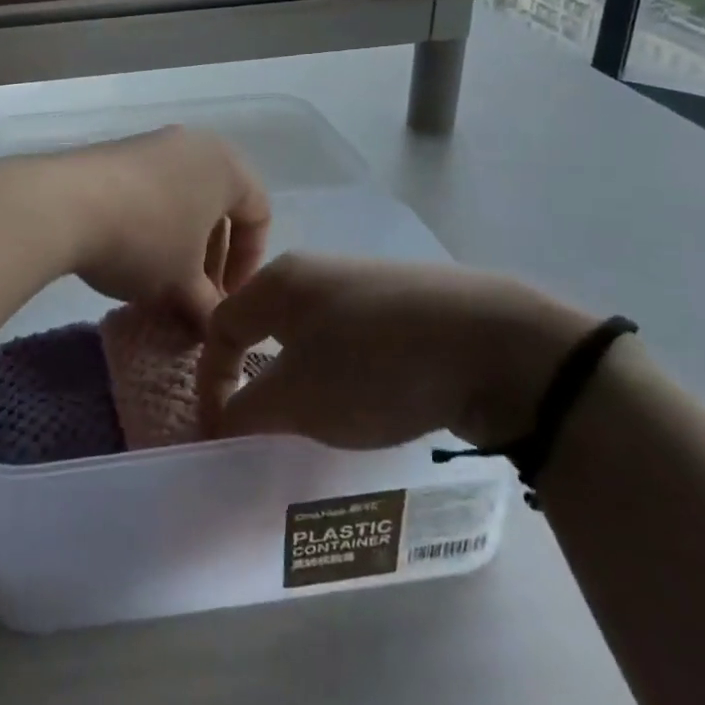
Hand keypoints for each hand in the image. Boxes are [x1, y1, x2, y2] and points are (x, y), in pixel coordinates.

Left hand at [41, 127, 270, 323]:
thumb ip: (208, 308)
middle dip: (212, 255)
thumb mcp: (182, 283)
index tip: (227, 300)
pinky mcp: (118, 151)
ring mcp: (153, 143)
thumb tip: (214, 329)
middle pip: (220, 205)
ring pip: (184, 198)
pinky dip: (153, 222)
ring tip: (163, 279)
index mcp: (227, 166)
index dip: (248, 265)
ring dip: (182, 241)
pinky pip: (152, 189)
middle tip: (197, 294)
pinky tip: (132, 253)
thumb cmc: (144, 239)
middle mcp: (195, 144)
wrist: (63, 204)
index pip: (259, 215)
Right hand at [198, 253, 593, 448]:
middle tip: (267, 423)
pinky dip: (347, 374)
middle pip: (266, 326)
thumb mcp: (298, 398)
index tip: (220, 431)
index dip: (211, 379)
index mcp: (280, 281)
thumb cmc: (373, 365)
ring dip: (305, 379)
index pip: (222, 325)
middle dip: (258, 377)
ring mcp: (365, 285)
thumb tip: (223, 422)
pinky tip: (373, 402)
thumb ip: (246, 412)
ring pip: (313, 335)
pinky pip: (355, 341)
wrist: (492, 344)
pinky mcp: (406, 306)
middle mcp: (317, 272)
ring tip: (321, 421)